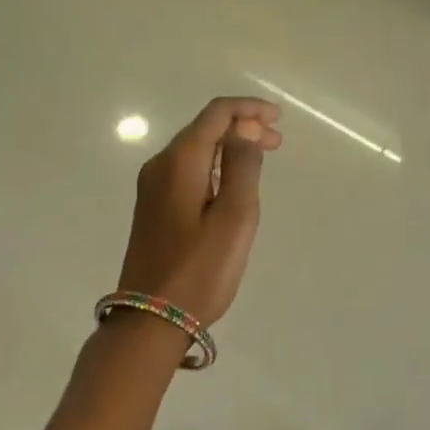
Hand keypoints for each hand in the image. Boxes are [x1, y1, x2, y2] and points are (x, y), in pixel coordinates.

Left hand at [117, 97, 281, 325]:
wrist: (151, 319)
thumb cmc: (200, 270)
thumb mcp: (235, 217)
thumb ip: (243, 166)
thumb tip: (245, 128)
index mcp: (180, 162)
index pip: (216, 114)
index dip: (249, 109)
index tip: (279, 120)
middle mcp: (160, 166)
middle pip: (204, 129)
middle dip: (242, 127)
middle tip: (277, 142)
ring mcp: (152, 188)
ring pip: (196, 151)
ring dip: (229, 148)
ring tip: (261, 160)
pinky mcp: (154, 209)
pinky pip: (188, 172)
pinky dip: (215, 167)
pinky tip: (232, 184)